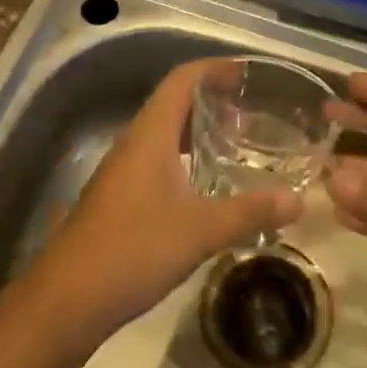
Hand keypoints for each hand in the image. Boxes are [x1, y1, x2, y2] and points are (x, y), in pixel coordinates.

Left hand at [30, 60, 301, 342]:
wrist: (67, 298)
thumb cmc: (134, 249)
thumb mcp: (200, 230)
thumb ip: (250, 211)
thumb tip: (299, 200)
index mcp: (150, 134)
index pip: (182, 79)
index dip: (214, 69)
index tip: (247, 74)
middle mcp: (135, 142)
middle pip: (174, 102)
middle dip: (213, 100)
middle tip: (252, 112)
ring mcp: (123, 170)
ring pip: (165, 133)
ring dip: (199, 130)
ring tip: (237, 143)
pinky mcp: (120, 196)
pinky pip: (158, 158)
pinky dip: (186, 157)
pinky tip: (207, 186)